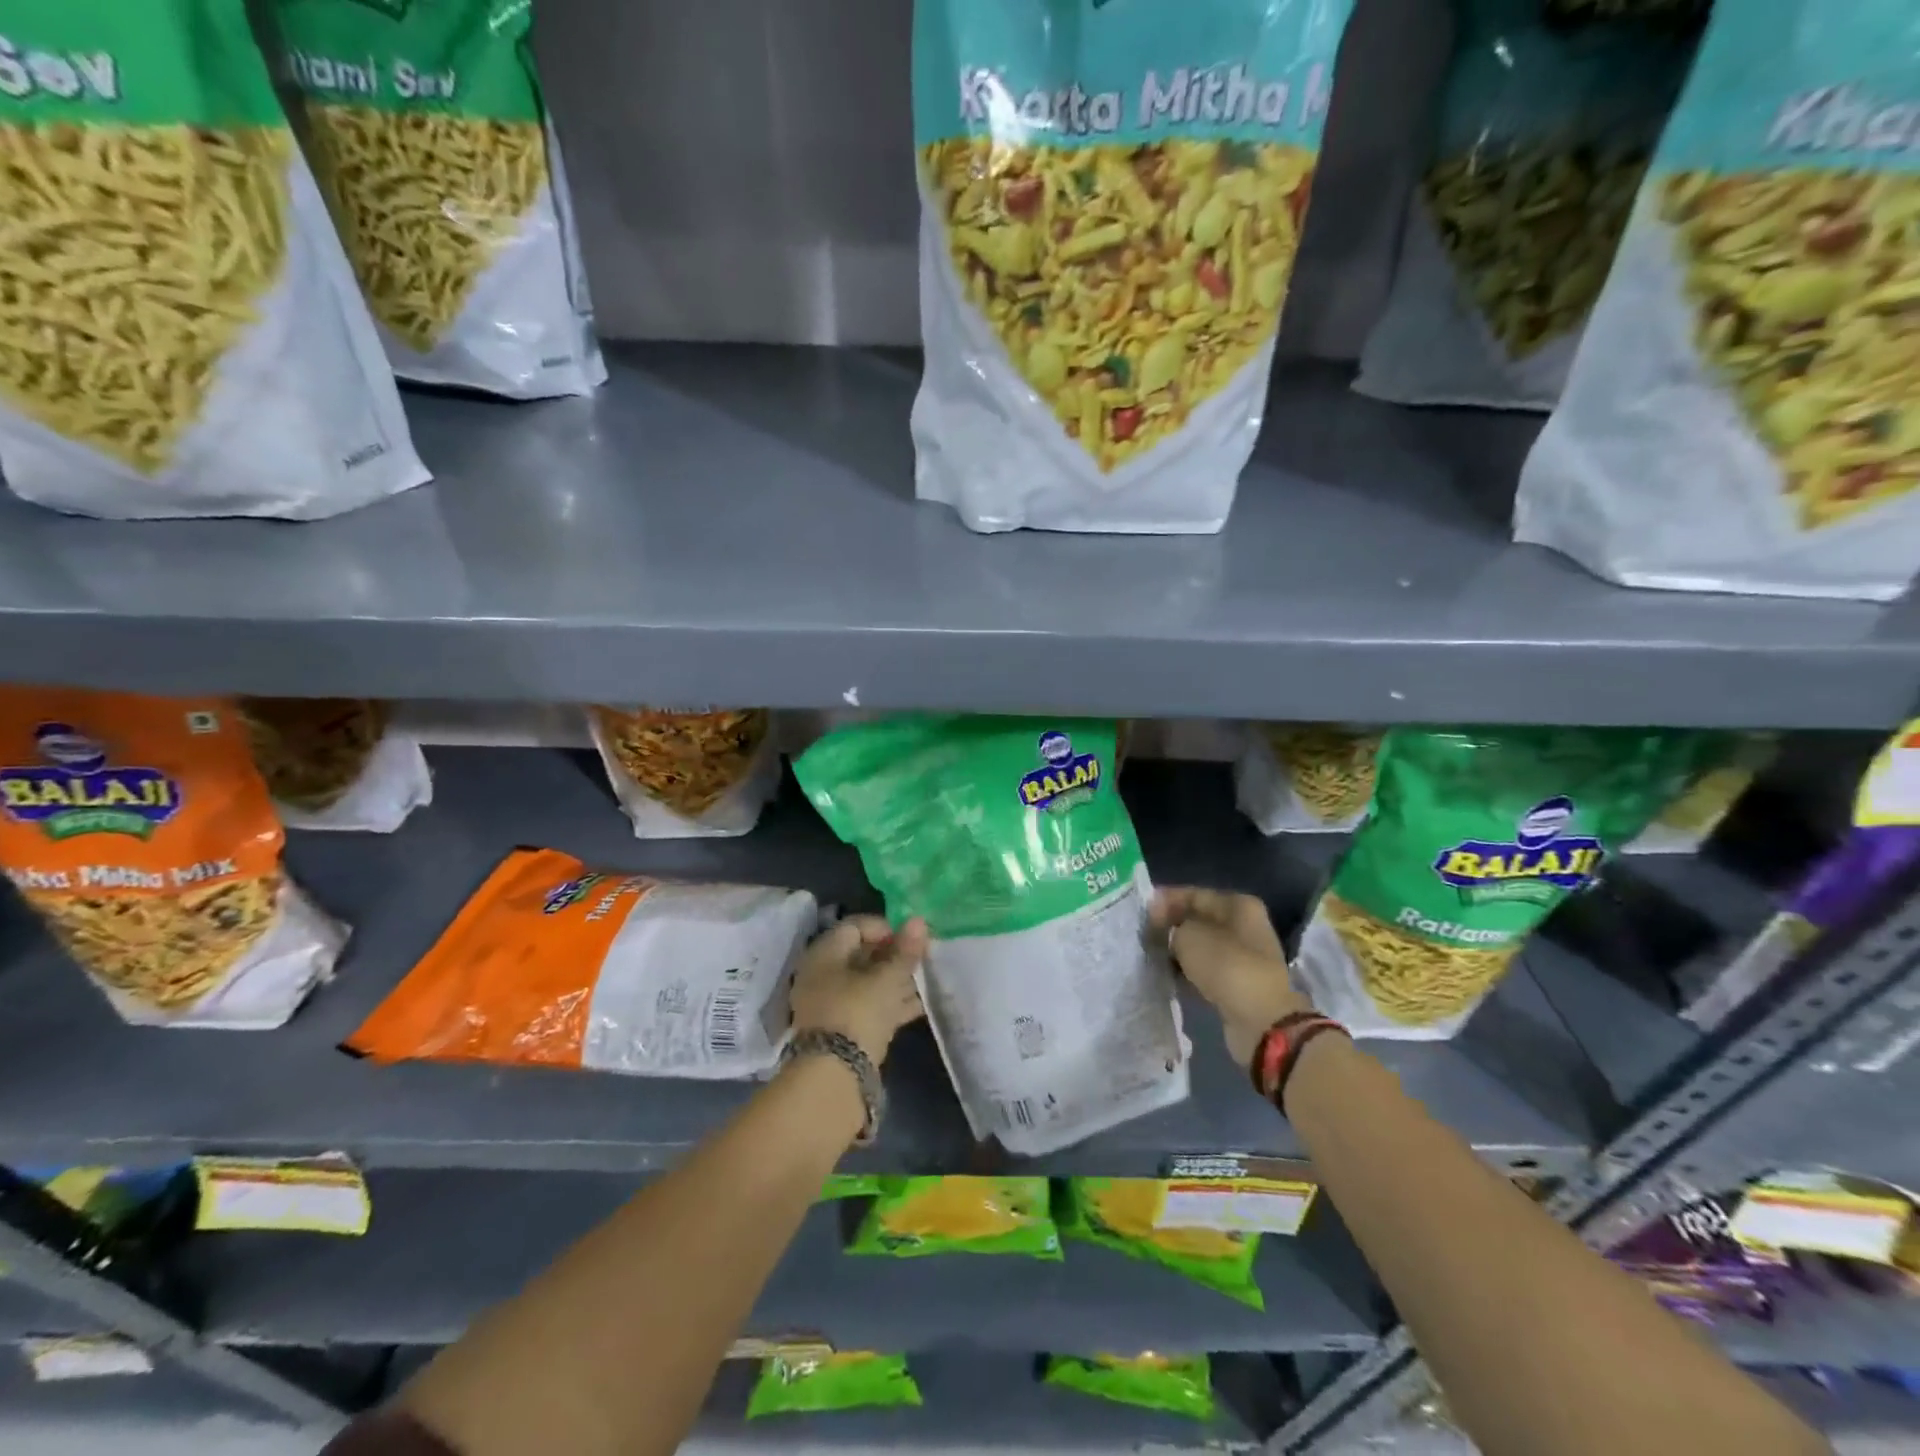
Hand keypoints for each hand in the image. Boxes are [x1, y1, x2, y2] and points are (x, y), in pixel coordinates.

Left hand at [789, 915, 928, 1065]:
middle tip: (921, 959)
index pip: (856, 926)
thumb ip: (905, 951)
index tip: (911, 938)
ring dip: (895, 981)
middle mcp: (822, 975)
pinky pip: (868, 1007)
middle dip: (893, 956)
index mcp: (825, 953)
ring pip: (867, 983)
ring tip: (926, 981)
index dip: (885, 928)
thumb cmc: (859, 1011)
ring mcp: (830, 1004)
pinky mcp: (841, 1030)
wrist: (835, 1075)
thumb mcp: (888, 978)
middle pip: (861, 955)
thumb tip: (919, 921)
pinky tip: (920, 1005)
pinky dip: (890, 1003)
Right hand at [1152, 888, 1312, 1070]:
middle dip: (1170, 926)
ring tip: (1150, 955)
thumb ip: (1171, 926)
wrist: (1261, 1021)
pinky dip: (1187, 971)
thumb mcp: (1189, 936)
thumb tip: (1164, 929)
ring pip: (1200, 946)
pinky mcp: (1237, 983)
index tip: (1141, 912)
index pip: (1194, 894)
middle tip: (1143, 934)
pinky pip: (1204, 969)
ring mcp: (1243, 956)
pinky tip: (1167, 974)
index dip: (1165, 900)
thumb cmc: (1226, 966)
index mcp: (1239, 905)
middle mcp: (1244, 926)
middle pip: (1198, 920)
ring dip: (1177, 950)